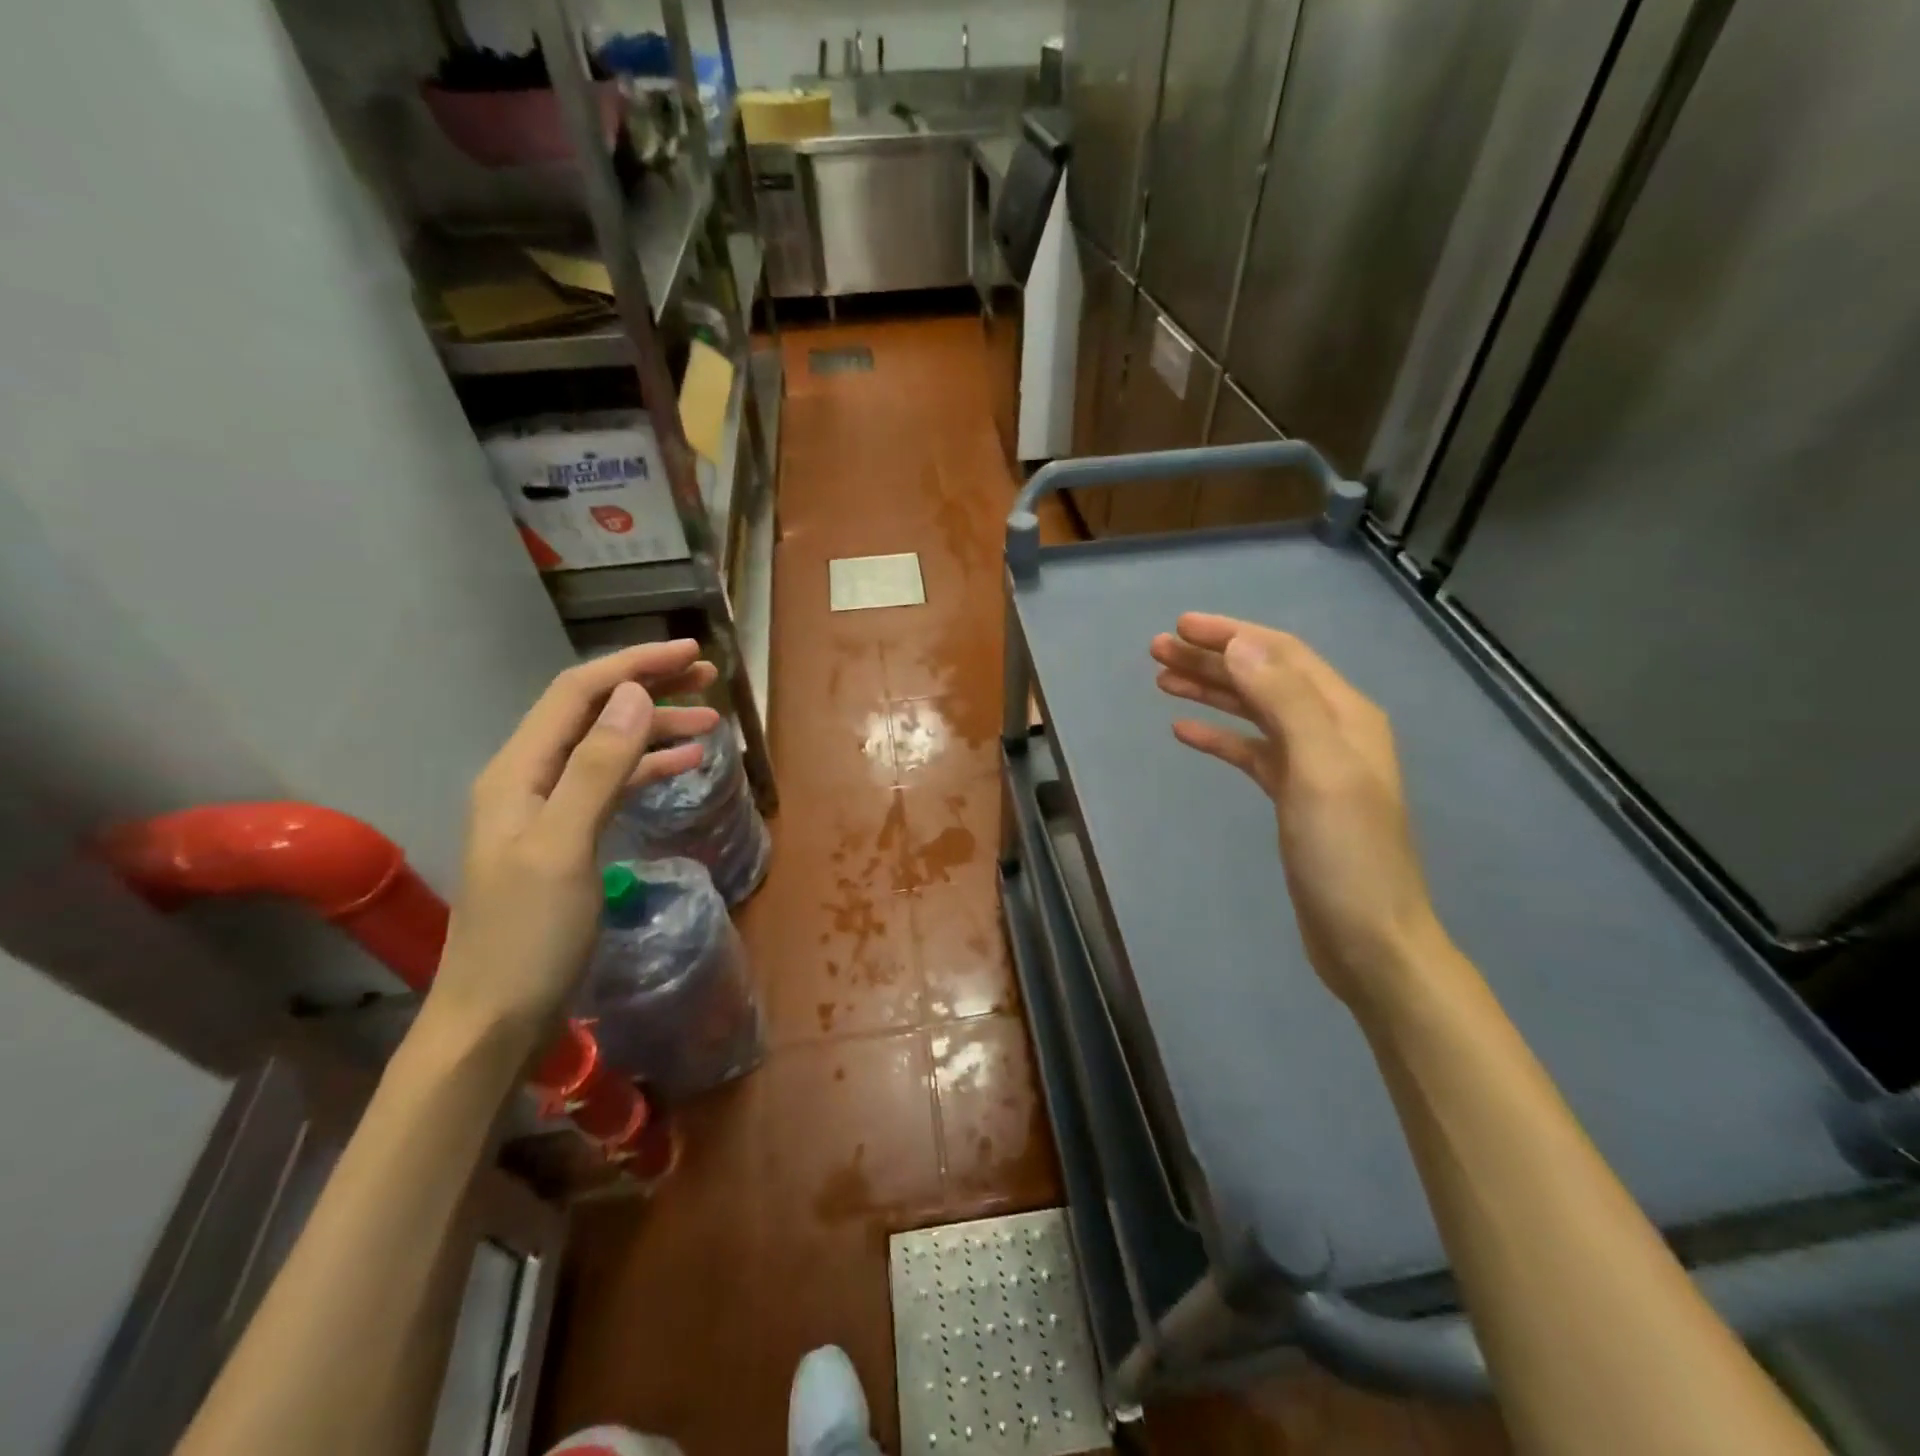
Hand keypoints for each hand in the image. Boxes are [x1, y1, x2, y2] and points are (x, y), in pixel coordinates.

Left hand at [428, 641, 720, 1051]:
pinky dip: (648, 768)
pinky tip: (684, 766)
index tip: (691, 652)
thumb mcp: (565, 846)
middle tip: (709, 679)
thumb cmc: (528, 936)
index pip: (578, 693)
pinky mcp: (567, 838)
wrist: (495, 1018)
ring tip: (711, 722)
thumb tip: (635, 695)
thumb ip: (598, 767)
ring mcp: (547, 810)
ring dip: (655, 728)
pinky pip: (612, 785)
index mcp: (518, 771)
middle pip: (593, 713)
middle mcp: (528, 779)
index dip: (634, 665)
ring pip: (607, 748)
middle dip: (649, 688)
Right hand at [1150, 613, 1450, 1007]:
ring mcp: (1311, 765)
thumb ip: (1284, 702)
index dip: (1231, 634)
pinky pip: (1249, 752)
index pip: (1281, 655)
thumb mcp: (1319, 771)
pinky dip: (1218, 736)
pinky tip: (1184, 731)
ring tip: (1162, 679)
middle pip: (1263, 678)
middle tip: (1157, 650)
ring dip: (1211, 691)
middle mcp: (1330, 730)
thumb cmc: (1345, 855)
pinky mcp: (1293, 798)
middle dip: (1212, 659)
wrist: (1369, 939)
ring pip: (1253, 712)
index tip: (1180, 626)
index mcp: (1344, 715)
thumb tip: (1242, 644)